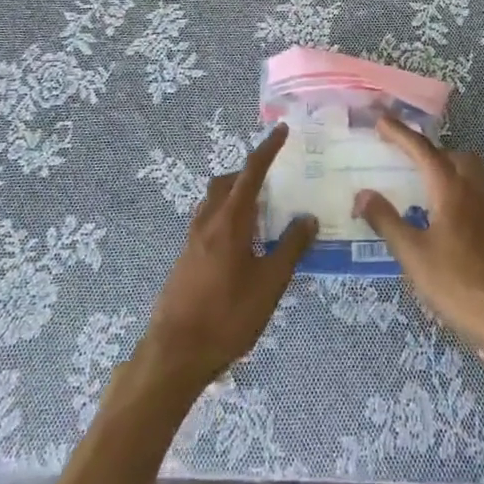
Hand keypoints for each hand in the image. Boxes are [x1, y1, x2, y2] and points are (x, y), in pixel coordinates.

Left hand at [136, 124, 316, 391]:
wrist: (176, 353)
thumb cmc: (228, 315)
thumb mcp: (270, 284)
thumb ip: (290, 248)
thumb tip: (308, 217)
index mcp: (230, 220)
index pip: (251, 173)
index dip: (267, 149)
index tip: (281, 130)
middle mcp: (208, 221)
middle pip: (227, 183)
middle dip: (248, 173)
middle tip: (273, 182)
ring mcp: (192, 240)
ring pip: (214, 201)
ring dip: (235, 195)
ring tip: (260, 213)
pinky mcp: (186, 258)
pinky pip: (208, 221)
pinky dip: (226, 217)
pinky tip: (241, 245)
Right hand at [353, 117, 483, 362]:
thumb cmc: (457, 283)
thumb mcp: (412, 254)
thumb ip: (386, 221)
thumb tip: (362, 194)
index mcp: (451, 188)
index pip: (422, 150)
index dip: (400, 133)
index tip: (381, 120)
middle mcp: (474, 189)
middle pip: (452, 155)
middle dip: (429, 150)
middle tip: (405, 159)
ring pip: (471, 170)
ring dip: (448, 166)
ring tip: (426, 182)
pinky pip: (478, 190)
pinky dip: (460, 187)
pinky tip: (447, 213)